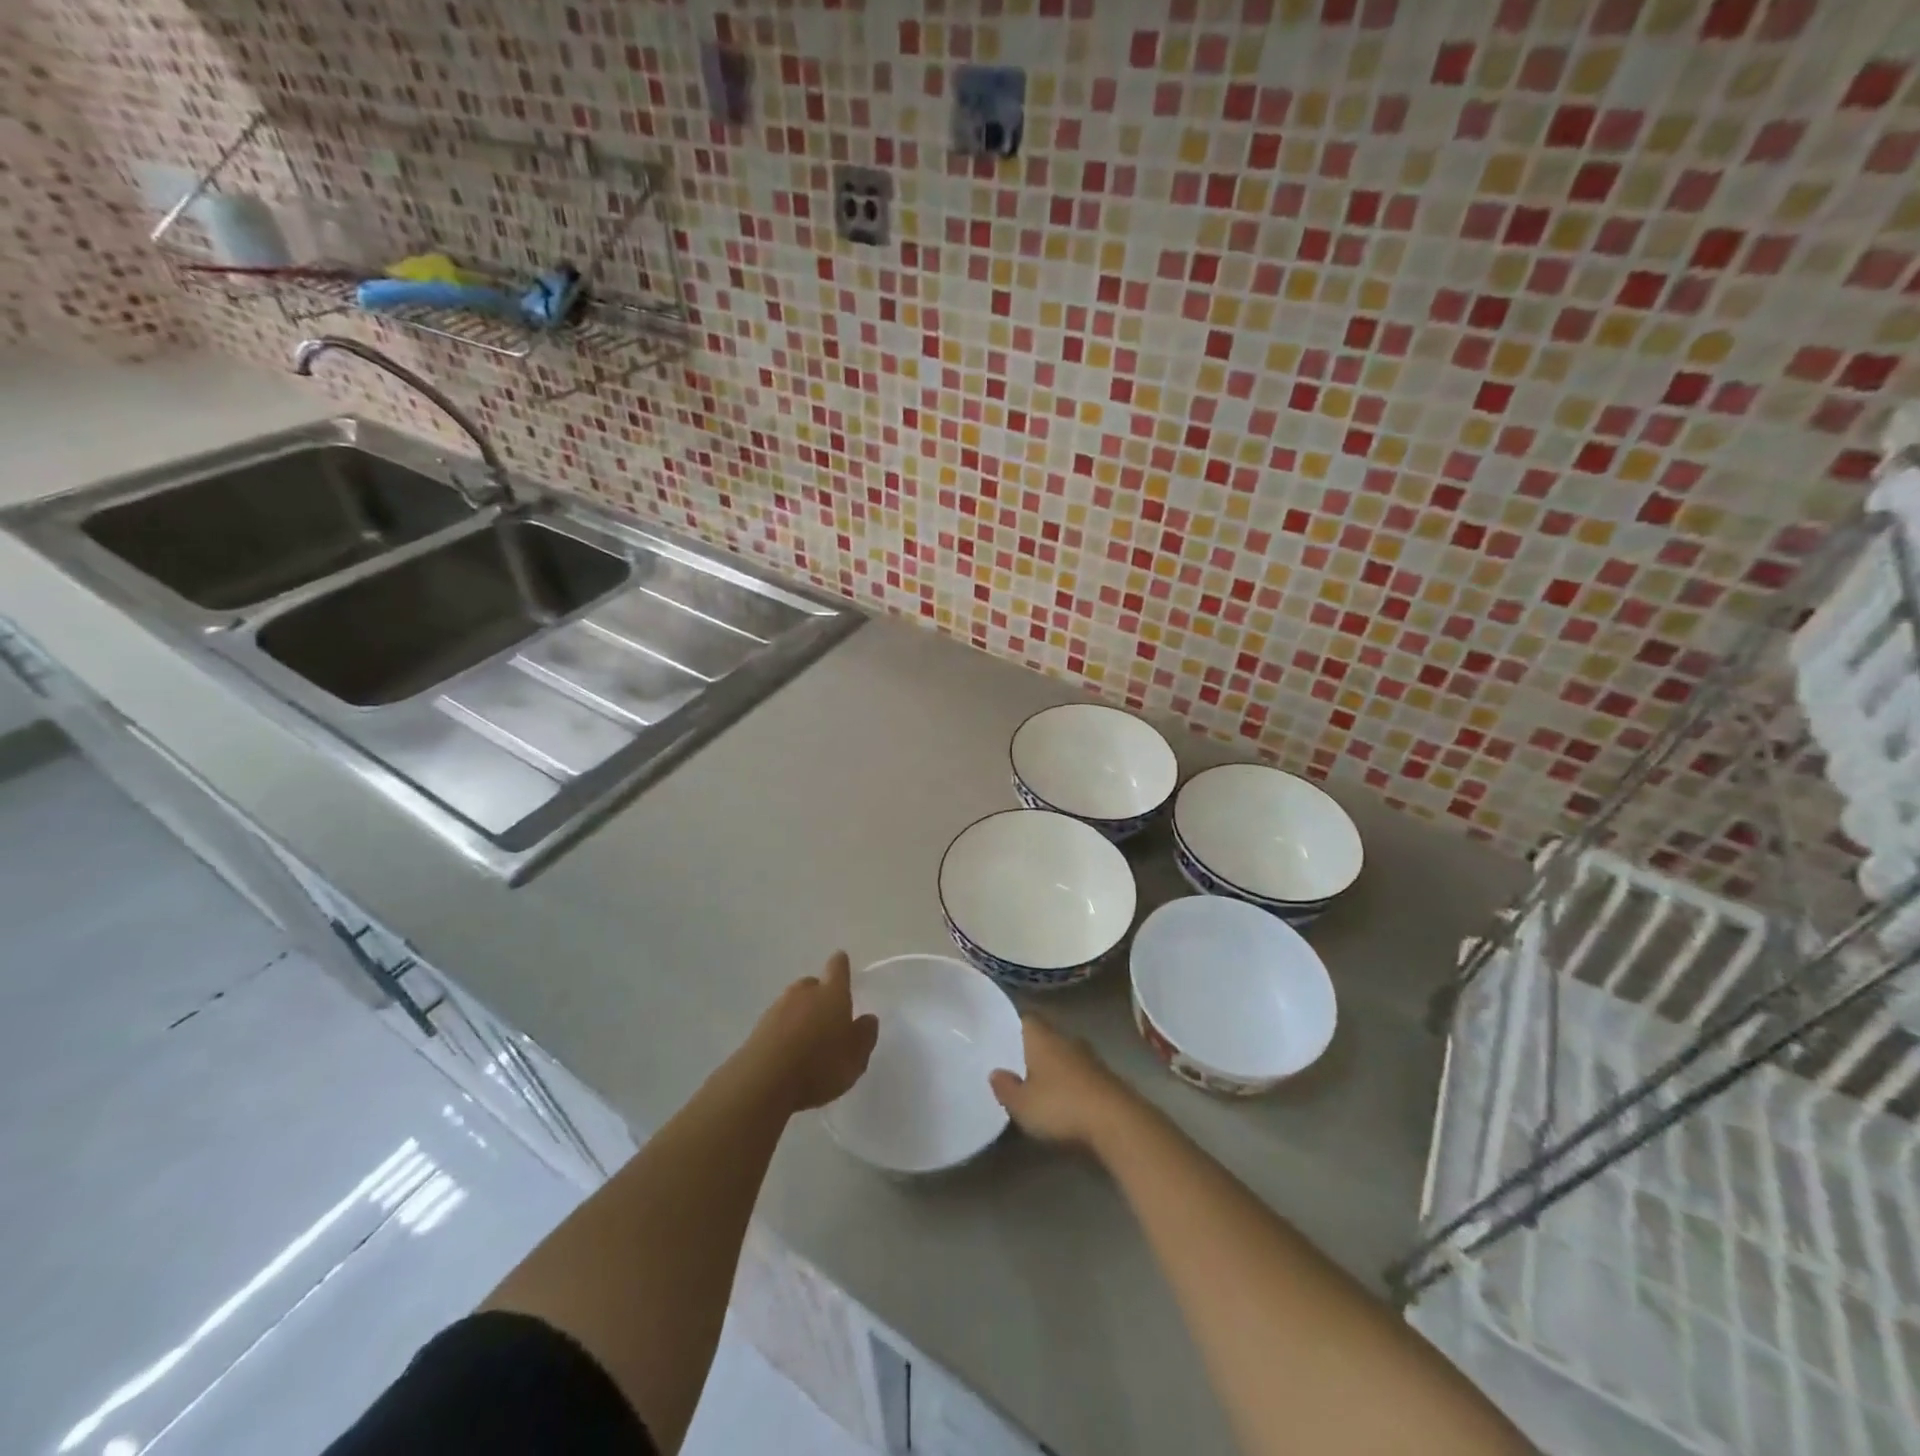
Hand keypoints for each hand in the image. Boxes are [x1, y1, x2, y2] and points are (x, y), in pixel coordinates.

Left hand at [743, 951, 878, 1112]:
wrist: (764, 1082)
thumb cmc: (820, 1065)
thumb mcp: (855, 1057)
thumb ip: (864, 1035)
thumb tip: (868, 1018)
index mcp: (832, 993)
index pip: (837, 968)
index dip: (841, 965)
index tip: (841, 961)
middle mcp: (803, 993)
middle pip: (812, 984)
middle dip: (819, 995)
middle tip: (827, 1016)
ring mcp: (776, 1009)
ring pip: (792, 1004)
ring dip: (800, 1015)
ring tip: (807, 1040)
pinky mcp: (757, 1030)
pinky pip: (776, 1024)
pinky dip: (784, 1032)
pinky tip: (788, 1054)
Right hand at [989, 1015, 1133, 1148]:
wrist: (1116, 1122)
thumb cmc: (1061, 1106)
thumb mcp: (1022, 1104)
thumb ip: (1006, 1088)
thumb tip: (995, 1073)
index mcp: (1042, 1037)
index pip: (1027, 1018)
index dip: (1015, 1025)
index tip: (1004, 1036)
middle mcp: (1067, 1039)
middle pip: (1047, 1036)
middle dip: (1035, 1049)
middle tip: (1018, 1064)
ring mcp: (1090, 1057)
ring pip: (1066, 1055)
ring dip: (1056, 1067)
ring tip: (1040, 1084)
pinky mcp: (1107, 1078)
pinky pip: (1082, 1074)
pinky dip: (1072, 1083)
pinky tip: (1065, 1101)